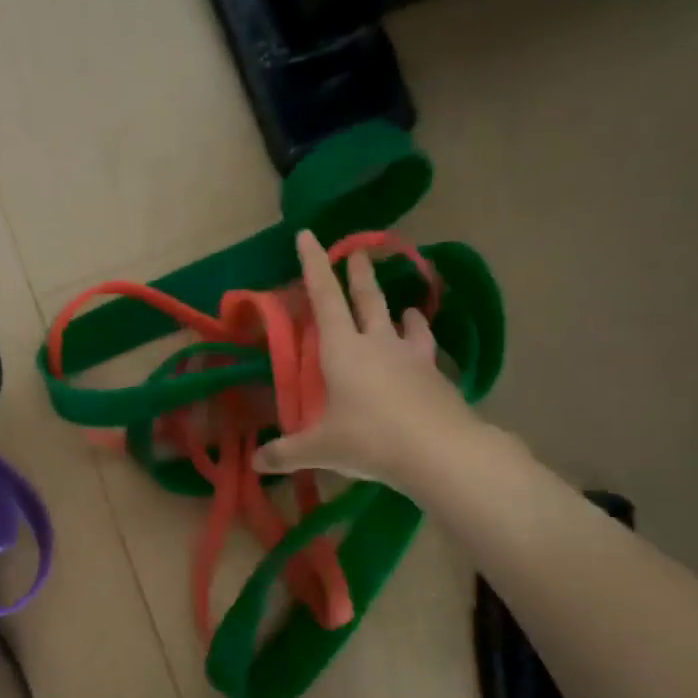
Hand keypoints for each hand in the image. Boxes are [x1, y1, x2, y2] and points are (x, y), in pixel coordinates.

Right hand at [254, 229, 482, 486]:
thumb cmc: (370, 439)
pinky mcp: (435, 376)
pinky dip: (420, 344)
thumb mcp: (320, 449)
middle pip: (367, 299)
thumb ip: (286, 453)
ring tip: (403, 308)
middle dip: (359, 274)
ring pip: (403, 322)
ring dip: (399, 311)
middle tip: (357, 253)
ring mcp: (411, 357)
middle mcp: (377, 344)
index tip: (308, 235)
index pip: (324, 298)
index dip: (313, 265)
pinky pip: (425, 350)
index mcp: (342, 350)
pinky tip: (423, 351)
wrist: (441, 452)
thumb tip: (256, 462)